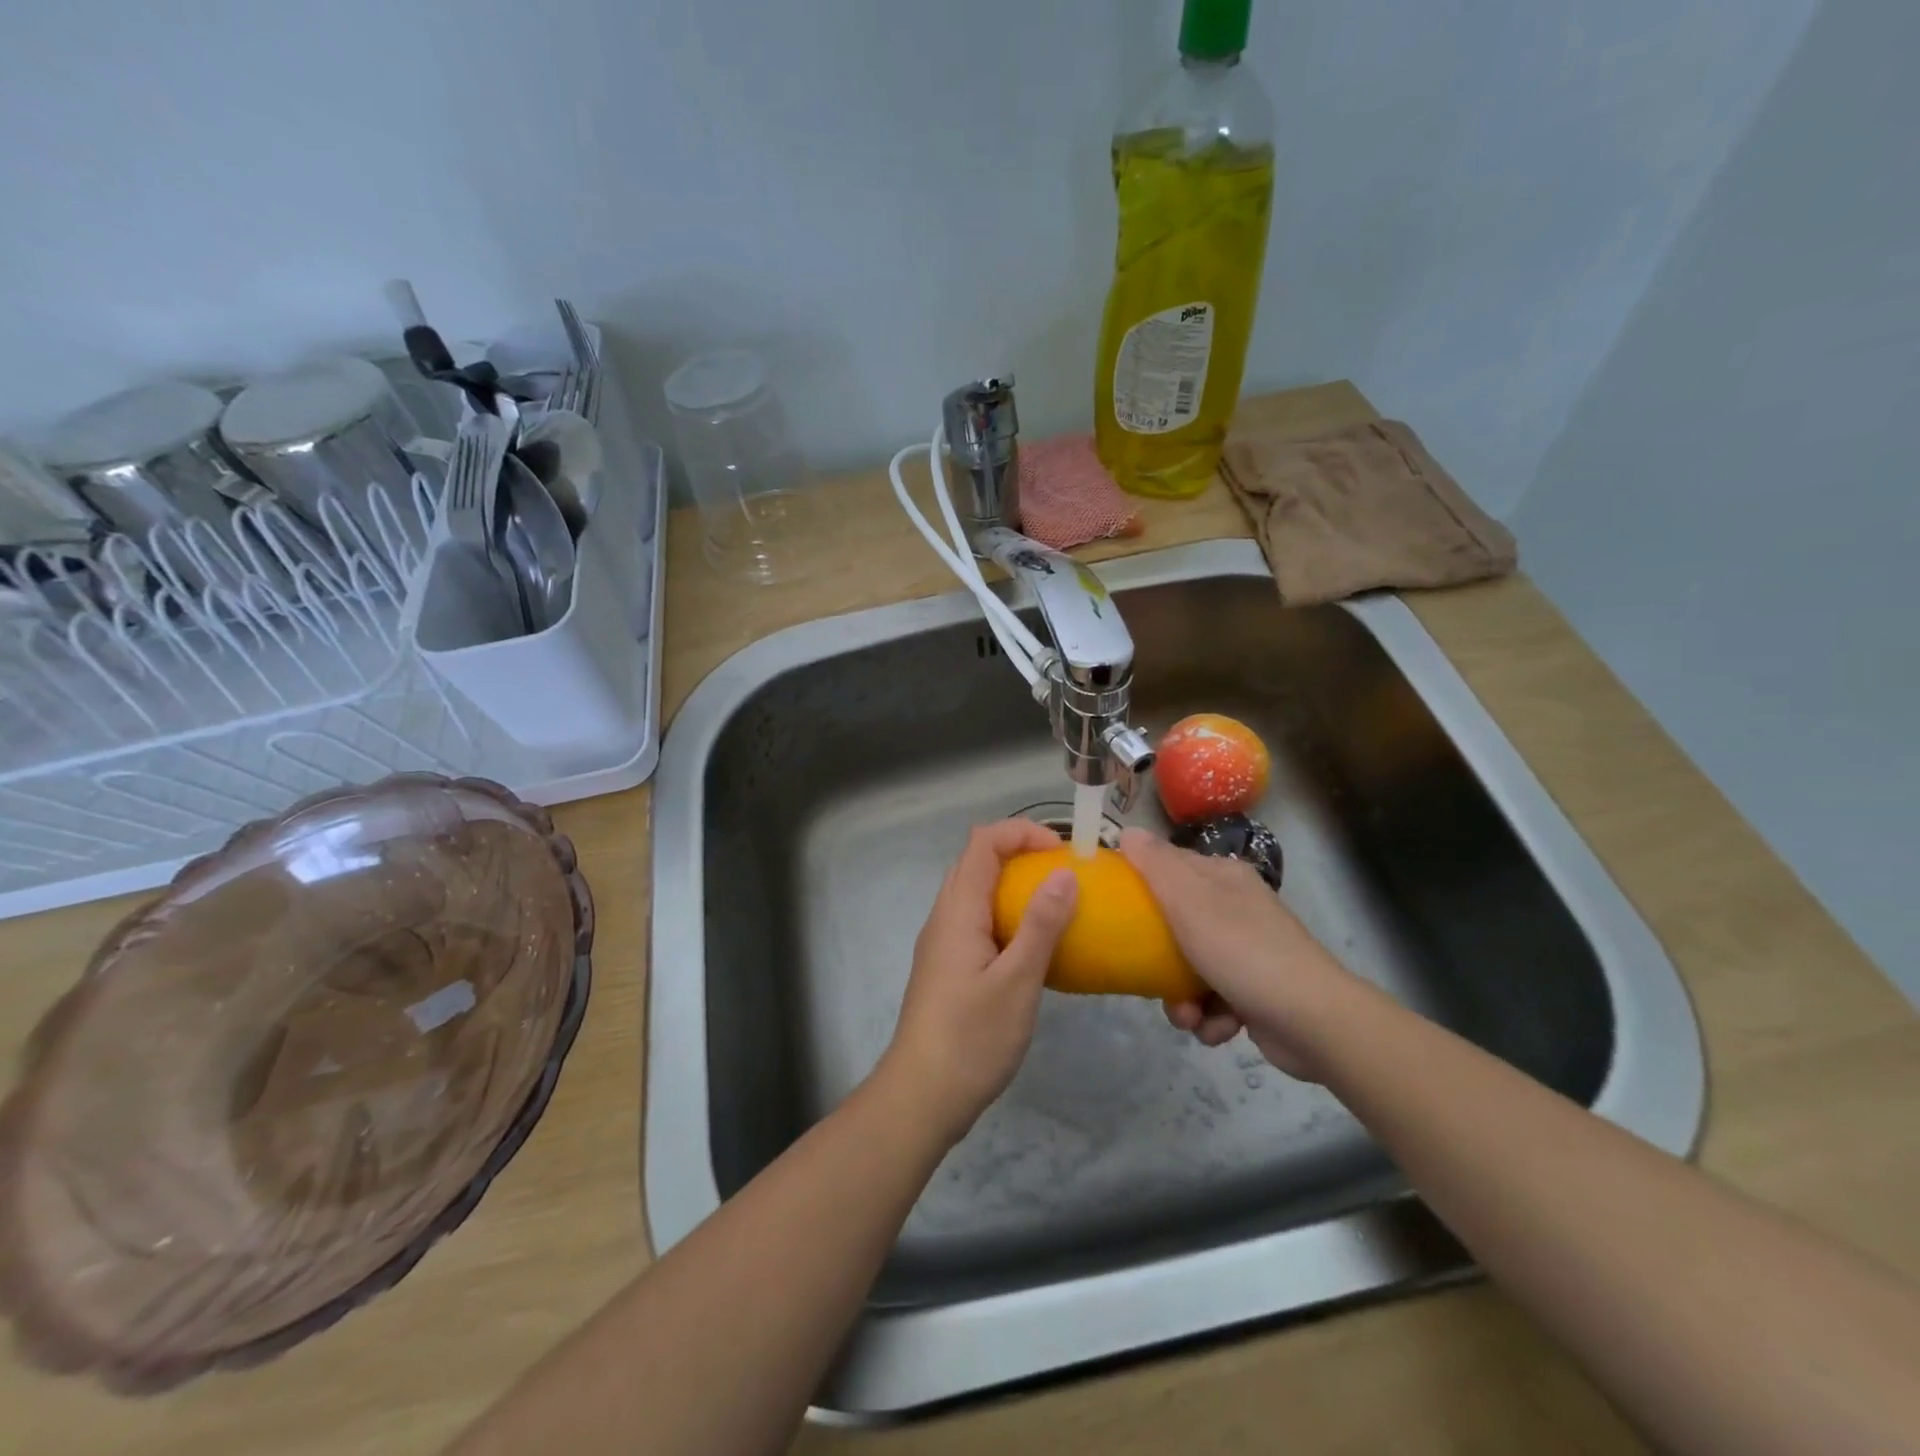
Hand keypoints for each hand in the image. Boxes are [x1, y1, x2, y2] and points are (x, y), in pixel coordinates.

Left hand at [878, 819, 1078, 1144]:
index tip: (1062, 851)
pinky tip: (1034, 947)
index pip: (982, 842)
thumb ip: (1041, 925)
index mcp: (957, 910)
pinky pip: (977, 921)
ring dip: (1013, 886)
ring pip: (976, 892)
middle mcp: (944, 917)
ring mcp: (942, 943)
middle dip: (1020, 854)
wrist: (922, 1095)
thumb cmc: (972, 1037)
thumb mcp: (1018, 981)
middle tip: (1063, 874)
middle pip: (977, 862)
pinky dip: (1006, 916)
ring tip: (1056, 905)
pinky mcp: (947, 967)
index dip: (1021, 832)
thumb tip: (1065, 873)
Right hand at [1119, 827, 1352, 1081]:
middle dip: (1159, 959)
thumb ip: (1156, 865)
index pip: (1170, 867)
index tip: (1115, 908)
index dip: (1141, 884)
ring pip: (1190, 968)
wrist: (1312, 1022)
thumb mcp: (1190, 901)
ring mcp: (1248, 952)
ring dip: (1182, 999)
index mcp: (1224, 879)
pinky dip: (1210, 1018)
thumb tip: (1128, 831)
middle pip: (1176, 924)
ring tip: (1188, 1016)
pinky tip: (1217, 1028)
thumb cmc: (1243, 951)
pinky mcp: (1256, 993)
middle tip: (1148, 976)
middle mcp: (1237, 910)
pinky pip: (1214, 1000)